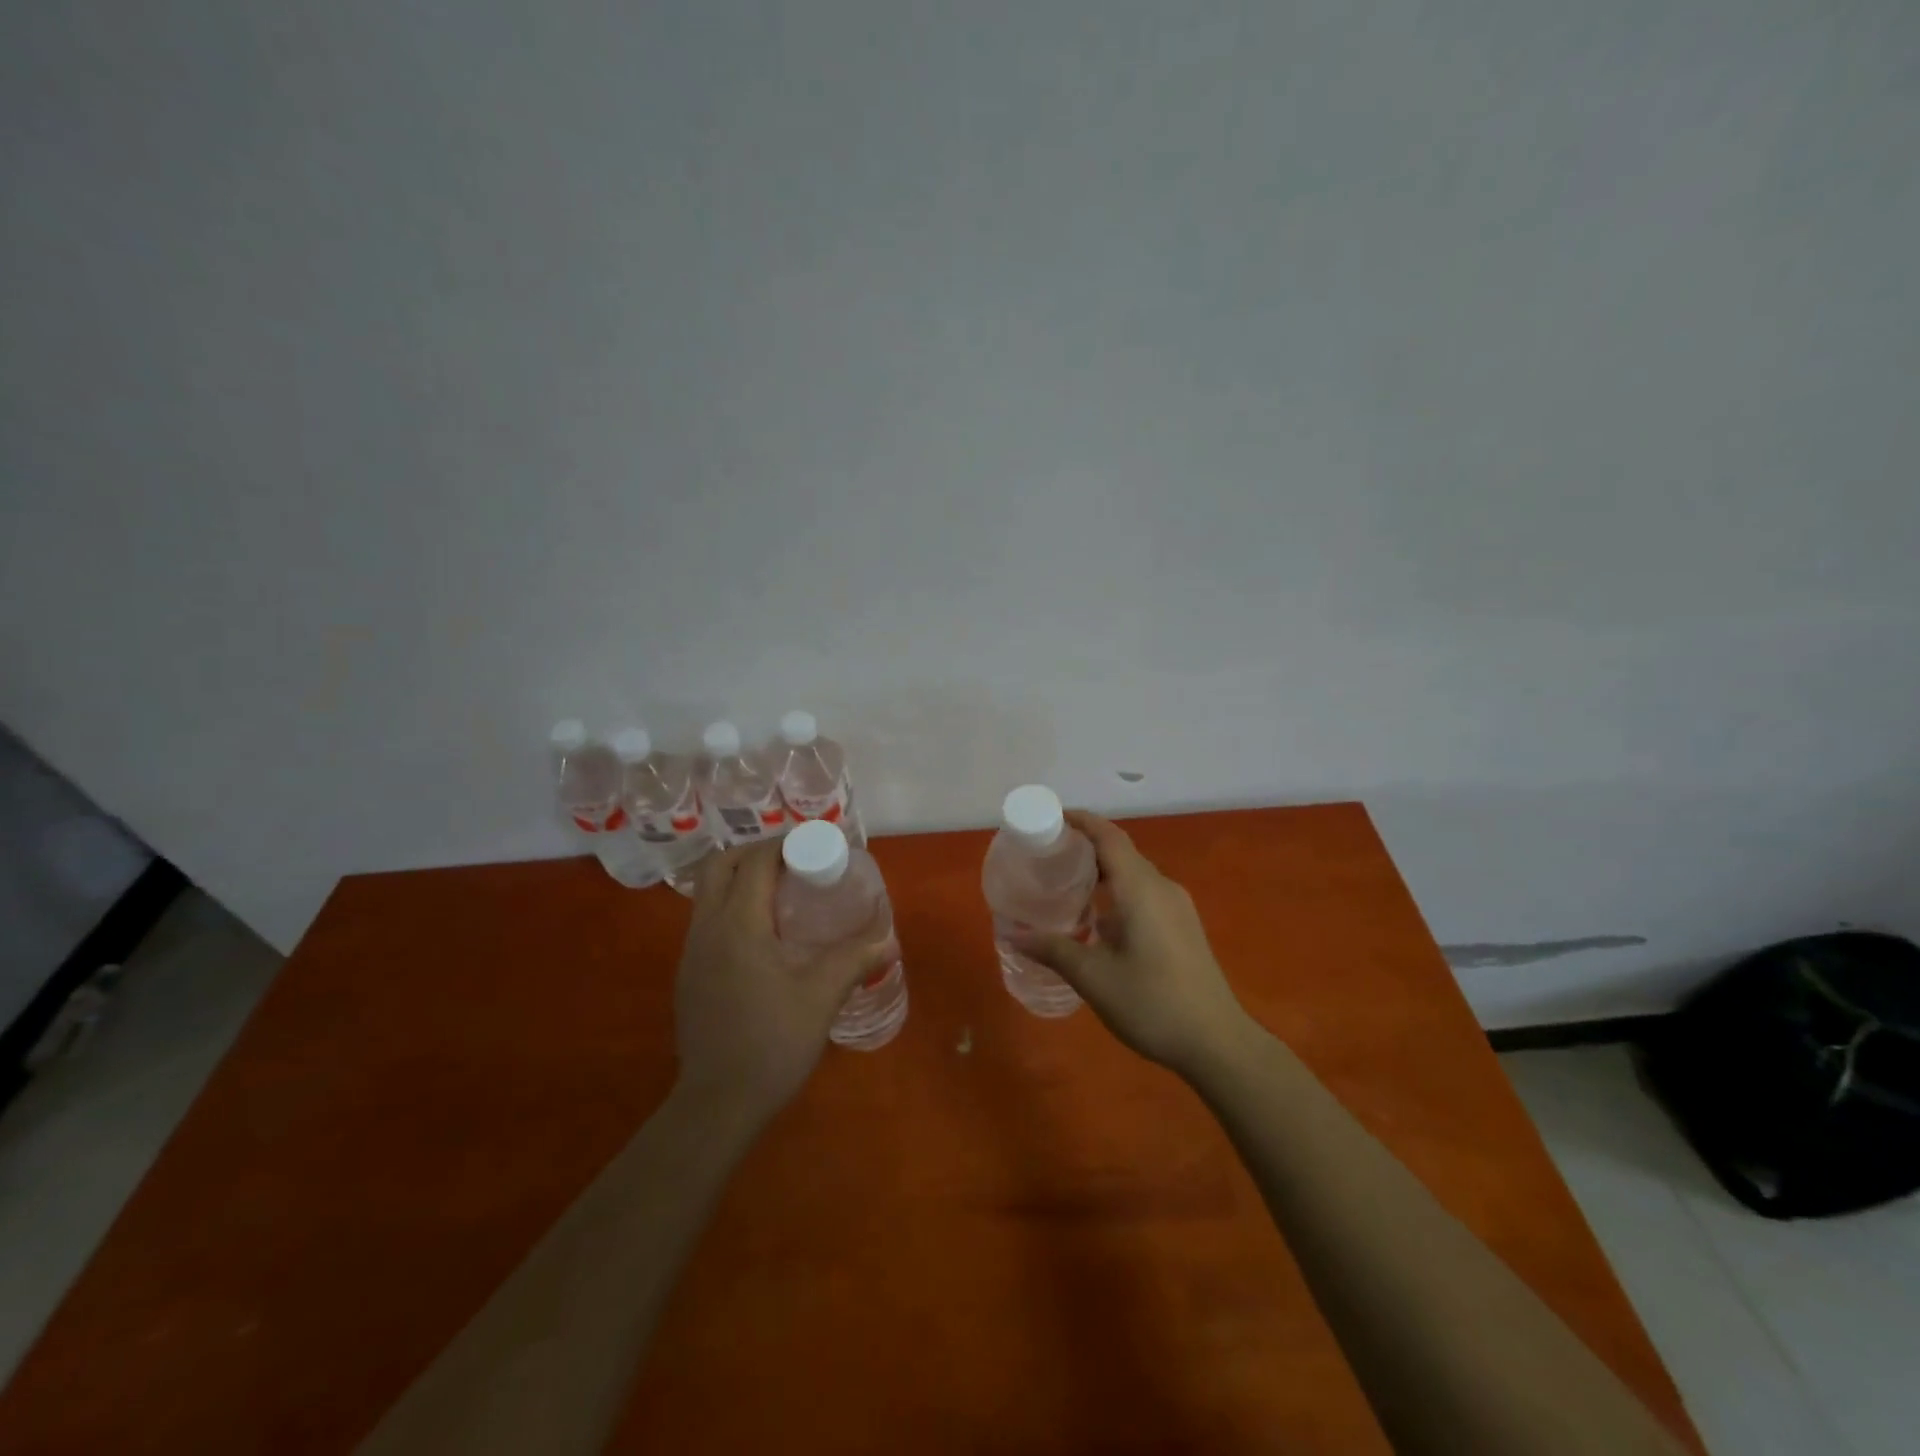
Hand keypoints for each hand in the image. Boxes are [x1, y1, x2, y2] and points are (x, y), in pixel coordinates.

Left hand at [673, 841, 891, 1128]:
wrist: (717, 1105)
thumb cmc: (772, 1044)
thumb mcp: (821, 996)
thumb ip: (855, 958)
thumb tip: (889, 937)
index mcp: (738, 925)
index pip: (755, 862)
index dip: (785, 844)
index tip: (816, 845)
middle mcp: (706, 929)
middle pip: (720, 865)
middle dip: (756, 852)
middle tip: (795, 862)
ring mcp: (691, 952)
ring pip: (708, 892)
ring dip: (742, 879)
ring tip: (783, 894)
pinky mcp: (689, 974)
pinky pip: (707, 919)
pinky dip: (733, 906)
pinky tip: (764, 936)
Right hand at [1012, 810, 1254, 1080]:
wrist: (1218, 1043)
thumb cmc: (1153, 1004)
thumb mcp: (1094, 978)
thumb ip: (1054, 950)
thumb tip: (1015, 936)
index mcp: (1141, 890)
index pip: (1109, 837)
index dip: (1082, 821)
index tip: (1052, 818)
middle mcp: (1162, 888)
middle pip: (1122, 852)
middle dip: (1086, 846)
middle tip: (1048, 855)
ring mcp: (1178, 908)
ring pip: (1134, 874)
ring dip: (1102, 871)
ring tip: (1067, 884)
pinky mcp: (1183, 927)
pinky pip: (1145, 893)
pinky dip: (1118, 892)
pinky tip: (1098, 919)